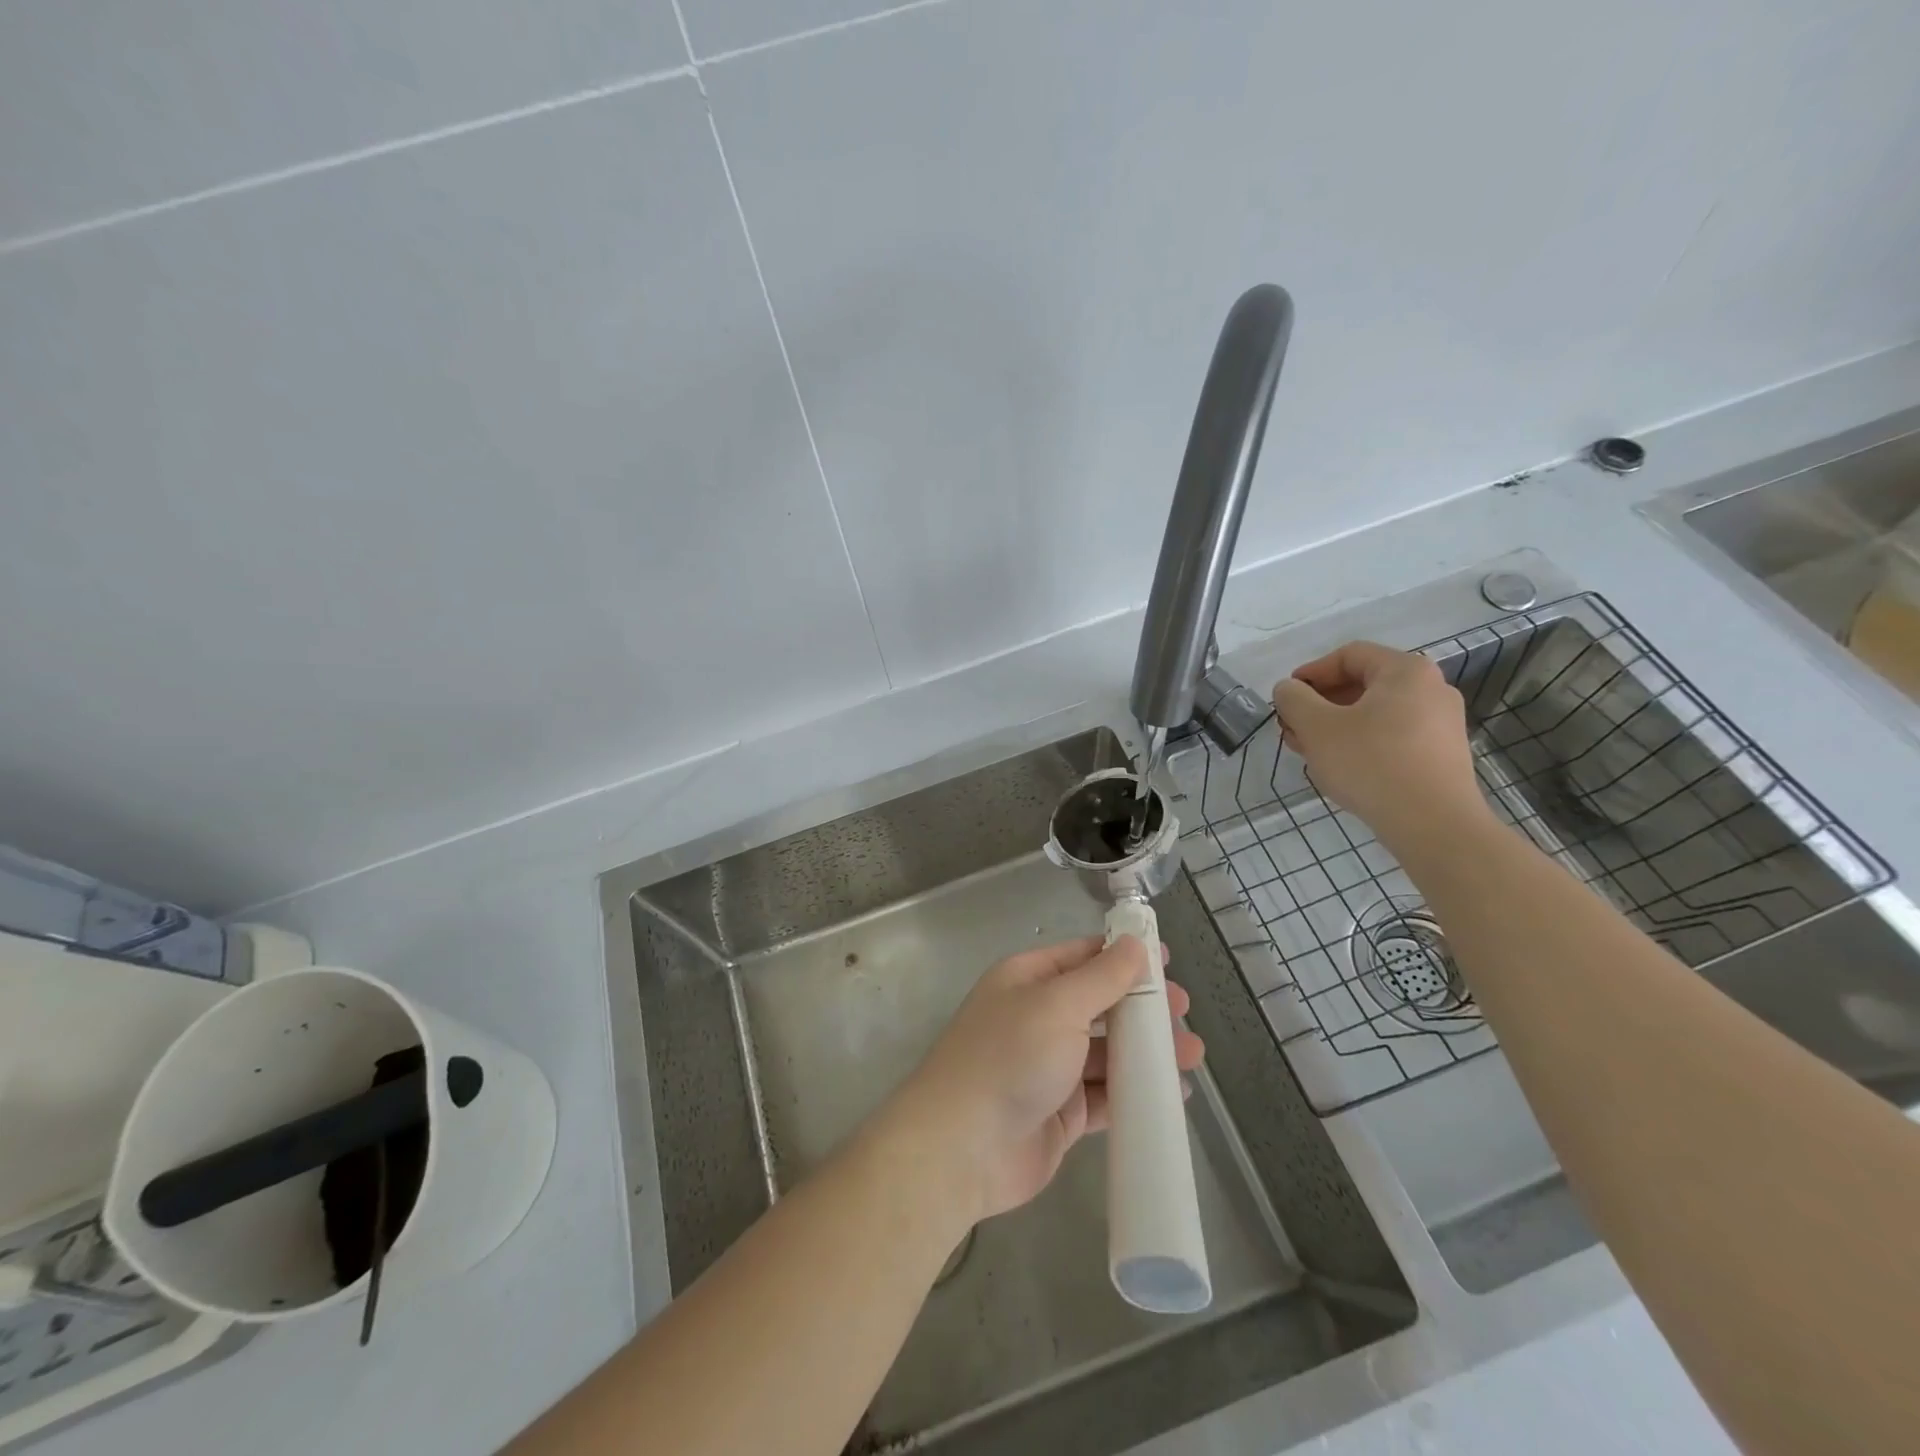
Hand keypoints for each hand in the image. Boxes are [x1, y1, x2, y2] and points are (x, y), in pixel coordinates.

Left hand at [888, 935, 1204, 1225]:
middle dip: (1141, 1006)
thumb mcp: (1058, 1004)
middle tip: (1183, 1011)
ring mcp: (1049, 1067)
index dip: (1123, 955)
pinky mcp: (1061, 1114)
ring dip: (1146, 1051)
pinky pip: (1105, 1096)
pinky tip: (1172, 1093)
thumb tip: (1134, 943)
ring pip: (1106, 1051)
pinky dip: (1136, 1093)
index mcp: (1028, 980)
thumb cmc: (1010, 1057)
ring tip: (1191, 1055)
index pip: (1083, 957)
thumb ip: (1102, 977)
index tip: (1166, 960)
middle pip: (1099, 1004)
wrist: (963, 1147)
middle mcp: (1038, 1018)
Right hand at [1272, 640, 1488, 848]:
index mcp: (1405, 671)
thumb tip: (1288, 689)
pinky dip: (1361, 742)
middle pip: (1363, 684)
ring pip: (1375, 713)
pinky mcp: (1441, 754)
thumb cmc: (1371, 764)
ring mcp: (1441, 723)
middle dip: (1320, 704)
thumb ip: (1294, 699)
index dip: (1311, 673)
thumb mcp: (1317, 727)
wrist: (1434, 825)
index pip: (1349, 655)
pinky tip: (1340, 767)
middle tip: (1292, 728)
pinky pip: (1392, 736)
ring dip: (1336, 725)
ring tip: (1309, 750)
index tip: (1286, 698)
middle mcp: (1431, 689)